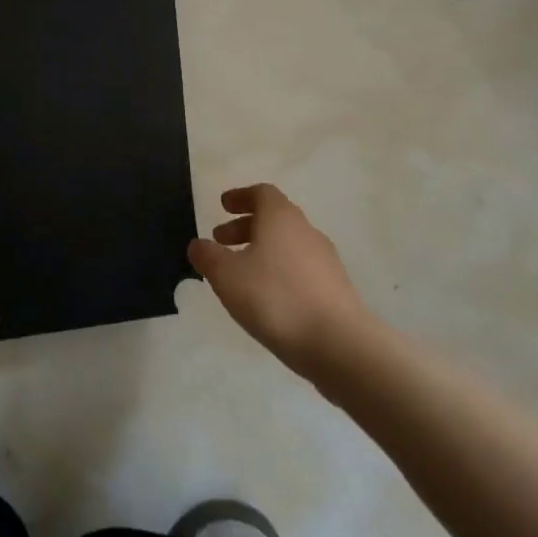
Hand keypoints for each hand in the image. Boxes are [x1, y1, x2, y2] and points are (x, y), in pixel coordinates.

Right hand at [188, 183, 379, 377]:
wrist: (338, 343)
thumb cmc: (275, 298)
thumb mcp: (226, 275)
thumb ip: (208, 256)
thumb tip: (199, 245)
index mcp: (281, 218)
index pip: (262, 193)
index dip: (240, 196)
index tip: (223, 205)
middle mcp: (306, 231)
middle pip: (275, 218)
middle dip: (245, 226)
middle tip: (221, 240)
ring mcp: (325, 261)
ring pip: (288, 245)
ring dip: (262, 250)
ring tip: (240, 273)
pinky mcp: (335, 289)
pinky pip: (300, 269)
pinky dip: (279, 272)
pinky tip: (266, 297)